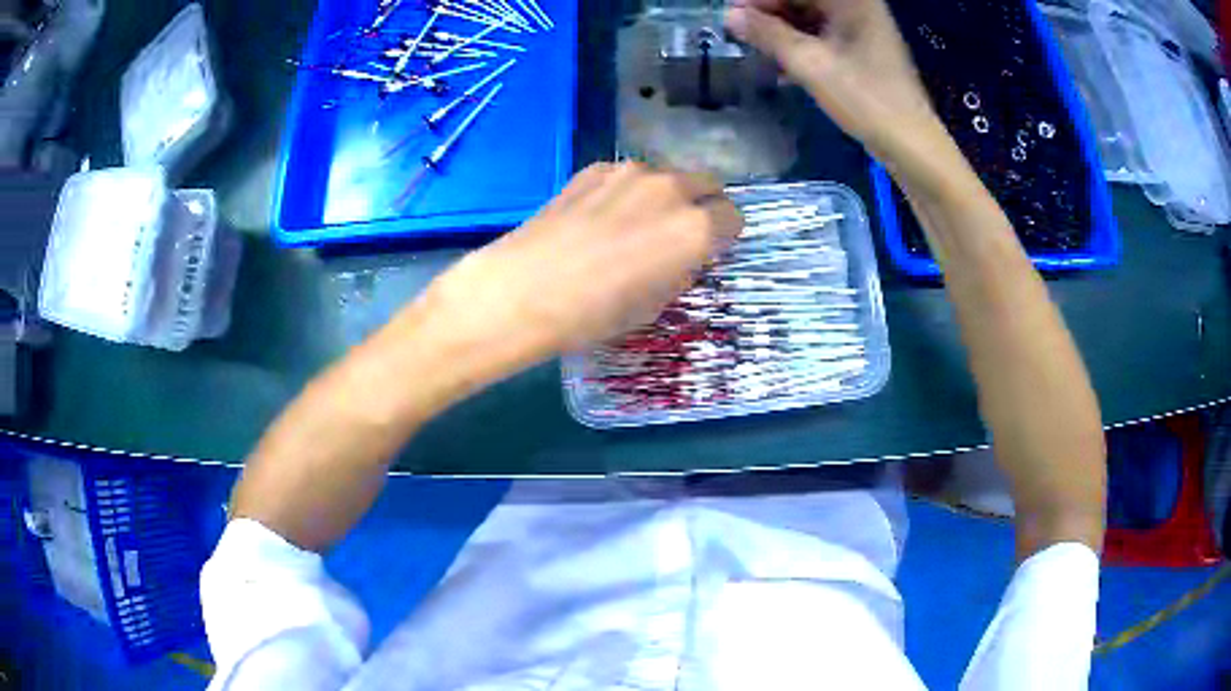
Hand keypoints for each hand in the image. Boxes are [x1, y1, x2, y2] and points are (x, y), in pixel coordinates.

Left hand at [429, 162, 742, 355]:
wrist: (525, 289)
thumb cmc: (596, 312)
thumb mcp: (654, 305)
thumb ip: (682, 272)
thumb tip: (685, 258)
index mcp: (696, 228)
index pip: (732, 217)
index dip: (723, 235)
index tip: (708, 250)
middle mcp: (671, 189)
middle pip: (707, 184)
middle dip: (702, 206)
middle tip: (680, 234)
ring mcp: (631, 172)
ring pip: (666, 176)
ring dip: (664, 196)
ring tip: (634, 225)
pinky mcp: (594, 169)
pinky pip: (627, 175)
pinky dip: (627, 191)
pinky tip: (600, 217)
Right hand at [725, 0, 938, 160]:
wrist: (911, 145)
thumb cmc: (866, 100)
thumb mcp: (810, 64)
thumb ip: (768, 34)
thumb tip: (730, 15)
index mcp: (852, 1)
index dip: (761, 0)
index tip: (733, 16)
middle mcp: (858, 6)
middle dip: (769, 13)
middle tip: (739, 32)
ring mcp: (861, 28)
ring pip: (809, 16)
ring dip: (781, 30)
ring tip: (755, 49)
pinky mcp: (861, 49)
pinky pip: (821, 35)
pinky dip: (799, 45)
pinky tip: (779, 64)